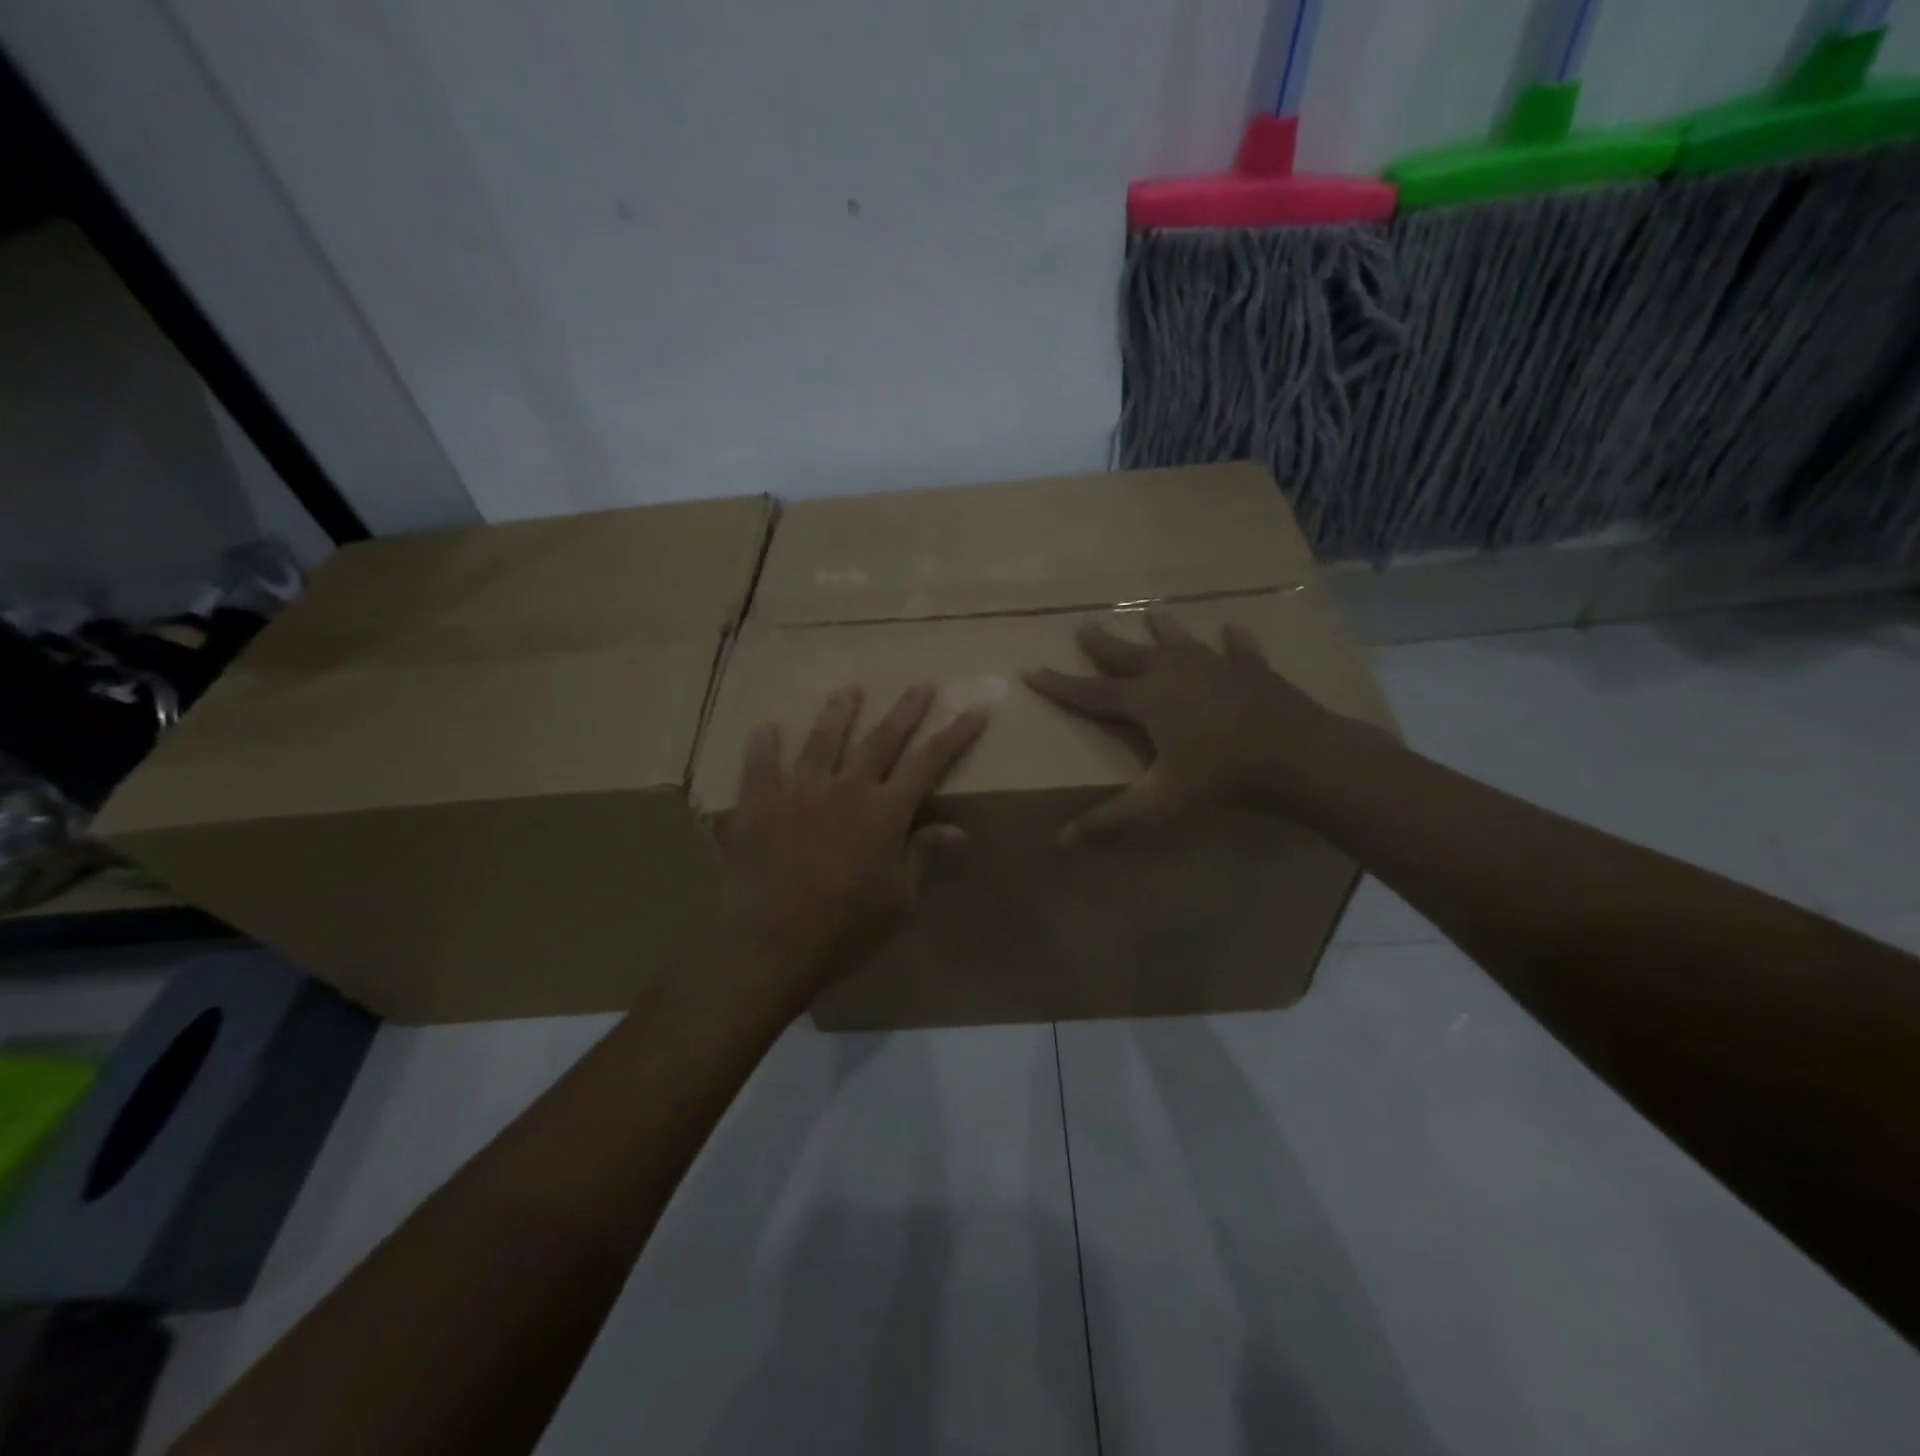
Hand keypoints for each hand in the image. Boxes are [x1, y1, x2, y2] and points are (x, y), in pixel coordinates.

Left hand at [716, 684, 986, 997]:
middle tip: (921, 684)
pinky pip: (760, 765)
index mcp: (886, 812)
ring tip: (849, 689)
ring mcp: (799, 791)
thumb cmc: (845, 930)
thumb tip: (957, 830)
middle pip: (881, 738)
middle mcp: (846, 788)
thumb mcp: (899, 901)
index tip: (975, 709)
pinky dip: (764, 744)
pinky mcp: (758, 804)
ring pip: (823, 739)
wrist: (770, 945)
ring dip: (840, 711)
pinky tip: (765, 727)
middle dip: (906, 710)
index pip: (930, 761)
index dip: (955, 734)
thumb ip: (922, 856)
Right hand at [1025, 610, 1342, 842]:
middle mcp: (1174, 674)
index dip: (1058, 684)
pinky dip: (1233, 641)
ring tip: (1150, 614)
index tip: (1031, 669)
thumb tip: (1061, 843)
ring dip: (1163, 630)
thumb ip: (1111, 822)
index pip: (1090, 692)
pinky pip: (1238, 650)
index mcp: (1146, 701)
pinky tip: (1233, 630)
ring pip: (1180, 643)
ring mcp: (1216, 667)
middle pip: (1129, 656)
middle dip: (1103, 645)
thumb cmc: (1222, 777)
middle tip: (1083, 626)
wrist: (1299, 755)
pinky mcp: (1252, 671)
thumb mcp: (1160, 804)